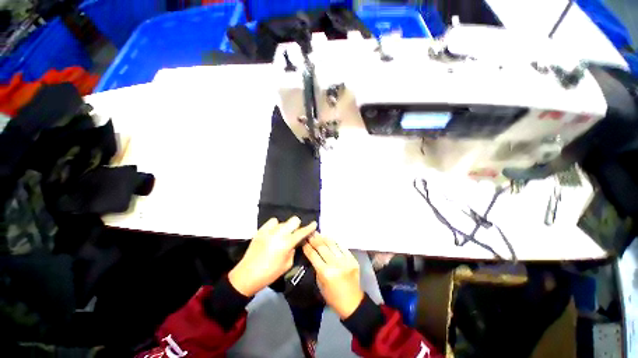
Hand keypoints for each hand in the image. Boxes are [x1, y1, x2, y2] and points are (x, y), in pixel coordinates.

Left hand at [229, 217, 316, 296]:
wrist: (247, 275)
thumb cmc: (269, 273)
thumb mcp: (287, 265)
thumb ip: (293, 251)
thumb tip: (294, 243)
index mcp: (286, 243)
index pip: (302, 232)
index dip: (309, 227)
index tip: (314, 223)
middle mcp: (279, 233)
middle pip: (293, 220)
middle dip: (297, 226)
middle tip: (294, 234)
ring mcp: (269, 231)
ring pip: (282, 221)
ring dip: (285, 228)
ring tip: (281, 236)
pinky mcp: (260, 230)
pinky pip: (272, 222)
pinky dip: (275, 226)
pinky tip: (273, 233)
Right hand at [302, 233, 363, 318]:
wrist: (352, 302)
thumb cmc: (332, 297)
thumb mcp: (320, 284)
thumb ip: (317, 267)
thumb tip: (313, 253)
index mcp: (326, 273)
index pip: (313, 255)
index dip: (307, 247)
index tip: (303, 240)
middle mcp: (336, 264)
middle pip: (322, 247)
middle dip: (314, 239)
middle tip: (310, 233)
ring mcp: (346, 261)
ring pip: (332, 245)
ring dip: (324, 238)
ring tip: (318, 233)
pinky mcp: (353, 259)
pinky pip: (342, 247)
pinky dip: (334, 241)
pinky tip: (329, 238)